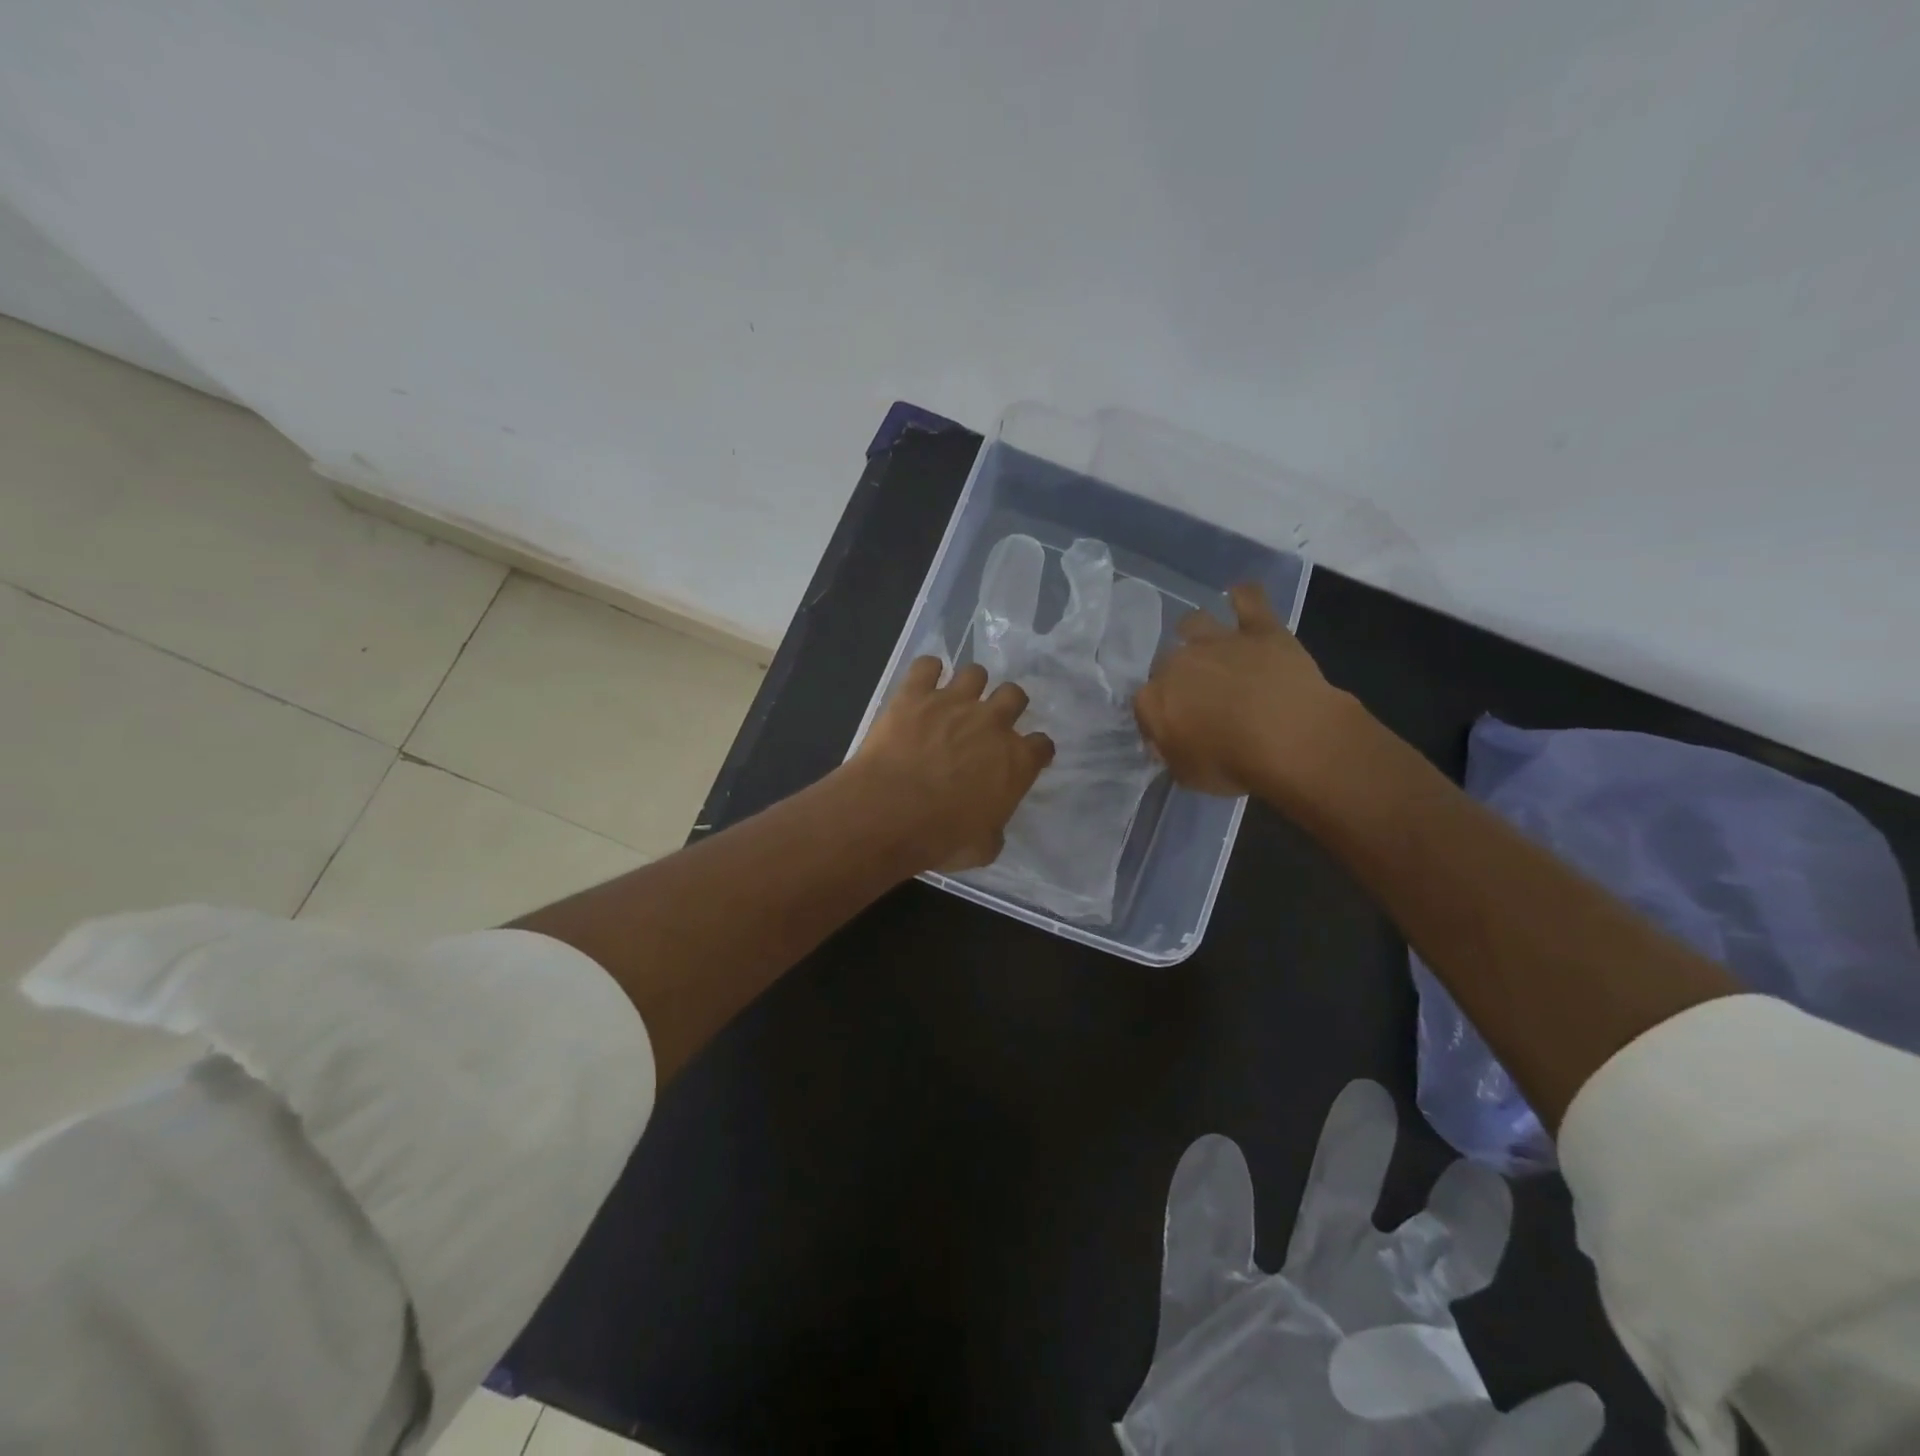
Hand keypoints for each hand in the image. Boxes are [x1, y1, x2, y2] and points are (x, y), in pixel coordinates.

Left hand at [850, 658, 1055, 871]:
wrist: (890, 812)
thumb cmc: (941, 838)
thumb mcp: (982, 848)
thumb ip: (994, 830)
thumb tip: (990, 828)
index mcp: (1016, 761)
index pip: (1042, 745)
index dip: (1035, 750)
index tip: (1024, 756)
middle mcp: (992, 723)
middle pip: (1015, 695)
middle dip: (1007, 705)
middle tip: (989, 722)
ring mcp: (954, 702)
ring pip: (975, 672)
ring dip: (970, 685)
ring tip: (955, 699)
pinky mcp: (915, 693)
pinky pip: (927, 665)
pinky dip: (927, 671)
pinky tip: (922, 684)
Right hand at [1133, 582, 1357, 801]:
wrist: (1288, 737)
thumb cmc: (1232, 764)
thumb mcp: (1188, 775)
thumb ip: (1171, 754)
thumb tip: (1166, 743)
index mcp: (1152, 699)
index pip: (1144, 703)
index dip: (1158, 716)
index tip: (1173, 730)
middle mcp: (1176, 662)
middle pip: (1166, 662)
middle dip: (1177, 675)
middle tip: (1198, 695)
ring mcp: (1217, 640)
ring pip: (1194, 622)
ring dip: (1197, 632)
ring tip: (1210, 646)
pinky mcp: (1259, 628)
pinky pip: (1248, 599)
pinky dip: (1243, 597)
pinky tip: (1241, 598)